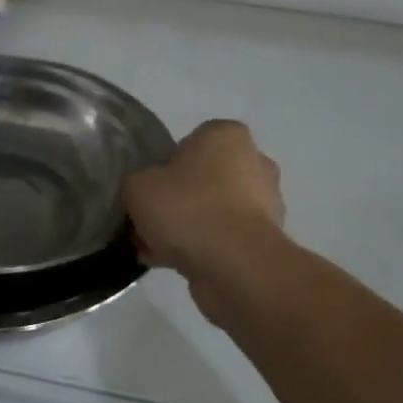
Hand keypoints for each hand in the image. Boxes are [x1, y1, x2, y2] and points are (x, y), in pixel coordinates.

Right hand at [122, 119, 284, 280]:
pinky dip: (201, 249)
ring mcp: (265, 203)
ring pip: (212, 211)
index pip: (188, 143)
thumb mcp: (137, 186)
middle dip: (176, 201)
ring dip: (186, 229)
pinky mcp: (266, 241)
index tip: (149, 191)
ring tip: (155, 250)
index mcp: (227, 135)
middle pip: (201, 180)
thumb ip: (136, 182)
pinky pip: (223, 239)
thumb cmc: (188, 209)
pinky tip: (173, 265)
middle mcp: (255, 161)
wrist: (236, 266)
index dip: (163, 167)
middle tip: (149, 222)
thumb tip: (144, 195)